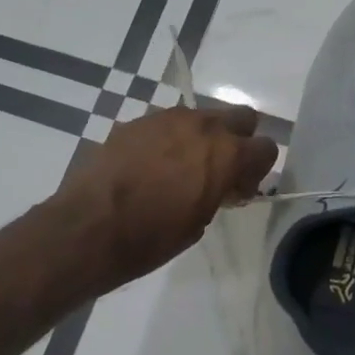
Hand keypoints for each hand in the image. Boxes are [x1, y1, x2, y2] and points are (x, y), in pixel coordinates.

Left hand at [57, 104, 277, 292]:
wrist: (90, 227)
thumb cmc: (151, 237)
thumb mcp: (199, 222)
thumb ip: (218, 193)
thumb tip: (220, 185)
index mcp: (226, 154)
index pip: (265, 148)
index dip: (257, 170)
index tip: (239, 189)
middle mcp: (201, 126)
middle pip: (240, 117)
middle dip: (237, 139)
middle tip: (219, 169)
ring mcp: (166, 118)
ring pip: (200, 117)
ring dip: (200, 137)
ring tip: (180, 168)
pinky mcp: (136, 122)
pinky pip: (165, 124)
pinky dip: (167, 140)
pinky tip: (149, 166)